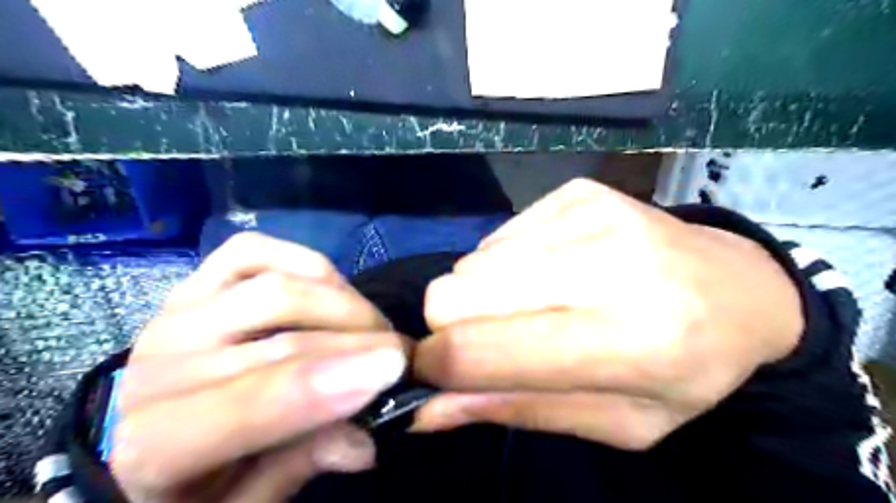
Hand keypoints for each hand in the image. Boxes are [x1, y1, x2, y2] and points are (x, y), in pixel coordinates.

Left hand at [111, 235, 406, 500]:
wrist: (145, 431)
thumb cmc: (197, 478)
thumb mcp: (246, 498)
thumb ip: (299, 465)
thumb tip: (363, 442)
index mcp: (155, 441)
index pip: (252, 401)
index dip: (330, 383)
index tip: (392, 370)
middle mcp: (160, 365)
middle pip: (281, 339)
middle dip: (360, 343)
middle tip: (404, 356)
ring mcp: (178, 311)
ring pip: (277, 287)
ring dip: (344, 304)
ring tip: (373, 327)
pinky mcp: (194, 280)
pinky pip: (253, 251)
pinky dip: (303, 263)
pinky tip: (330, 288)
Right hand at [413, 182, 806, 450]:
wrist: (741, 288)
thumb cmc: (687, 370)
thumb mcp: (618, 422)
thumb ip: (518, 410)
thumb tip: (428, 409)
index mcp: (629, 339)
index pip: (481, 350)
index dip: (434, 365)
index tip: (428, 373)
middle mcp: (605, 263)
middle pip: (456, 294)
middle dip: (450, 326)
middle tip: (488, 342)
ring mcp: (588, 214)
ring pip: (470, 265)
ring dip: (485, 297)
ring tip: (535, 308)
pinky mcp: (576, 192)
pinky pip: (497, 239)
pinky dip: (508, 267)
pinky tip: (551, 275)